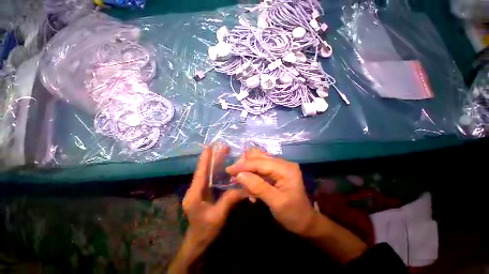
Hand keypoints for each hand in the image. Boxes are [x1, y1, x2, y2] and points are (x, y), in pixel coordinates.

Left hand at [169, 146, 245, 272]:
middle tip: (223, 147)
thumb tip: (245, 188)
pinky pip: (211, 179)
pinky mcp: (204, 193)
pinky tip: (224, 166)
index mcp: (195, 193)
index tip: (209, 146)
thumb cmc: (205, 230)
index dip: (205, 159)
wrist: (198, 243)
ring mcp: (199, 191)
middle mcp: (195, 189)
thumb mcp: (218, 216)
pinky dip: (217, 171)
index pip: (200, 172)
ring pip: (208, 173)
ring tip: (224, 153)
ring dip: (215, 163)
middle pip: (205, 170)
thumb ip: (230, 200)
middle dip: (213, 158)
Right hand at [226, 149, 316, 235]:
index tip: (228, 170)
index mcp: (285, 169)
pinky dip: (252, 174)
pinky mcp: (276, 170)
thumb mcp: (276, 203)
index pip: (260, 163)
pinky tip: (250, 186)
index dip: (243, 165)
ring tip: (242, 183)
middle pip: (258, 157)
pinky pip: (260, 168)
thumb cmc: (293, 214)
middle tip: (234, 176)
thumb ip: (258, 187)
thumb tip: (240, 175)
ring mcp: (280, 165)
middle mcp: (283, 163)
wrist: (305, 221)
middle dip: (244, 165)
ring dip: (248, 169)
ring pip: (258, 160)